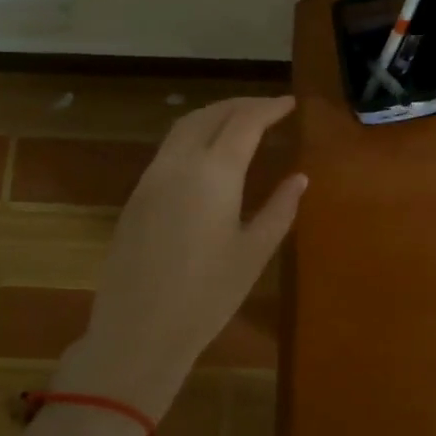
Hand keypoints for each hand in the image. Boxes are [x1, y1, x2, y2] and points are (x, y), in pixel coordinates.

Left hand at [57, 96, 306, 417]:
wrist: (138, 332)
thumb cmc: (207, 295)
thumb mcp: (254, 252)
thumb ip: (280, 208)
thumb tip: (299, 177)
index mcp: (214, 172)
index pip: (245, 122)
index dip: (269, 108)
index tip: (290, 103)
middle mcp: (179, 163)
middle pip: (211, 114)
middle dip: (241, 105)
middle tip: (268, 108)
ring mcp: (152, 178)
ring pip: (184, 127)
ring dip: (214, 115)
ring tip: (240, 122)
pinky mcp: (136, 196)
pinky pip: (169, 149)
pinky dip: (194, 135)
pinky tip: (208, 154)